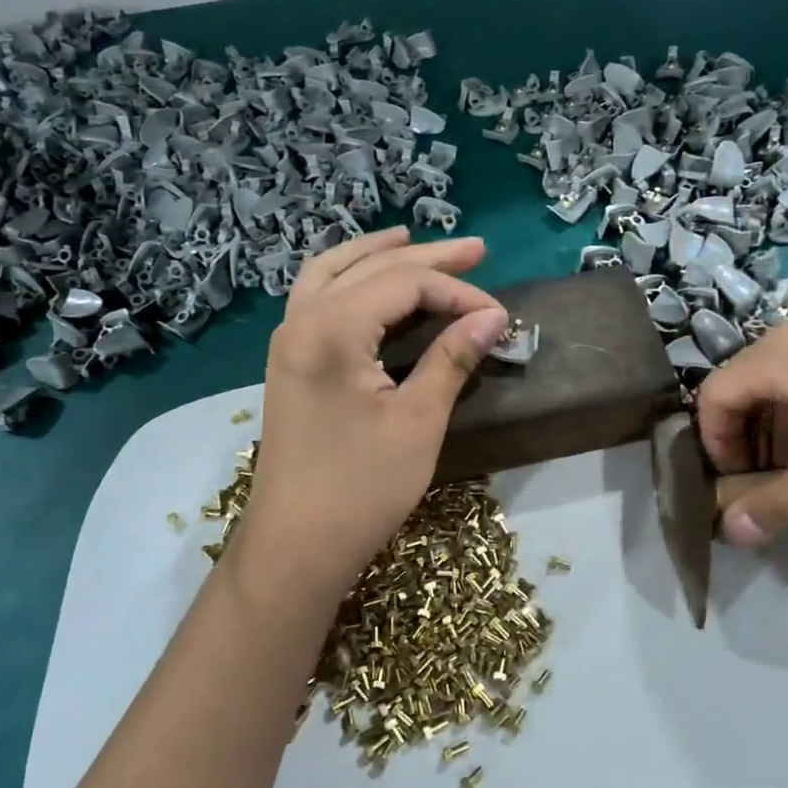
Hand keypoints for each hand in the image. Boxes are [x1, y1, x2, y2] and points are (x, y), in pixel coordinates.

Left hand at [231, 228, 508, 608]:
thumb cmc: (361, 488)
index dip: (458, 292)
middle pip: (371, 268)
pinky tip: (370, 283)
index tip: (500, 315)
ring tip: (414, 241)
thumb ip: (452, 358)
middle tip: (477, 248)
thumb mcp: (418, 421)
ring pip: (334, 273)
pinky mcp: (289, 362)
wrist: (295, 546)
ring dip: (378, 255)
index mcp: (331, 329)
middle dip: (427, 258)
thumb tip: (493, 316)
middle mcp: (302, 320)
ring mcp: (288, 340)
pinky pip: (317, 297)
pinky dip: (348, 279)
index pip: (405, 284)